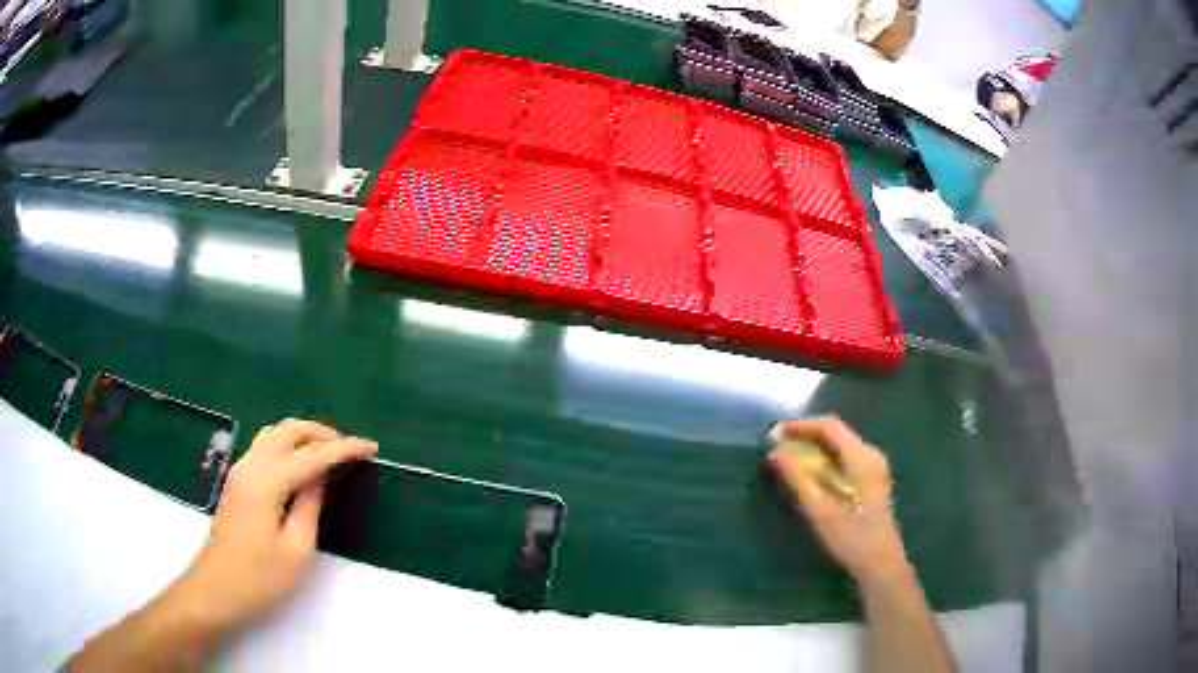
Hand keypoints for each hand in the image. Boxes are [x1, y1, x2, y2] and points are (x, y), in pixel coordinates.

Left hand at [176, 419, 377, 633]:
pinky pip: (265, 447)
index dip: (345, 449)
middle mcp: (252, 464)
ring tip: (328, 454)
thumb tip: (320, 477)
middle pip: (289, 430)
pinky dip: (288, 445)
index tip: (372, 448)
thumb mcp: (296, 549)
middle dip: (323, 434)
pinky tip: (299, 465)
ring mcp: (240, 470)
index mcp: (268, 479)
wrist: (215, 589)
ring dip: (304, 436)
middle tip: (350, 450)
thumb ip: (310, 504)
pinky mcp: (237, 481)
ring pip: (275, 434)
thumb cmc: (259, 577)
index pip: (313, 455)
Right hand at [767, 416, 910, 587]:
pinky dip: (823, 459)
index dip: (800, 426)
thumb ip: (798, 478)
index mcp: (862, 457)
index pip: (829, 426)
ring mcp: (873, 467)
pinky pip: (844, 458)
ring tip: (787, 457)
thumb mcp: (820, 510)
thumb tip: (775, 453)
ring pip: (839, 445)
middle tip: (776, 446)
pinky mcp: (871, 480)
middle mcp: (870, 455)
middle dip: (805, 435)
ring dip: (813, 447)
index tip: (773, 434)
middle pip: (835, 432)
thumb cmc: (851, 538)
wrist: (881, 564)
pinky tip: (808, 473)